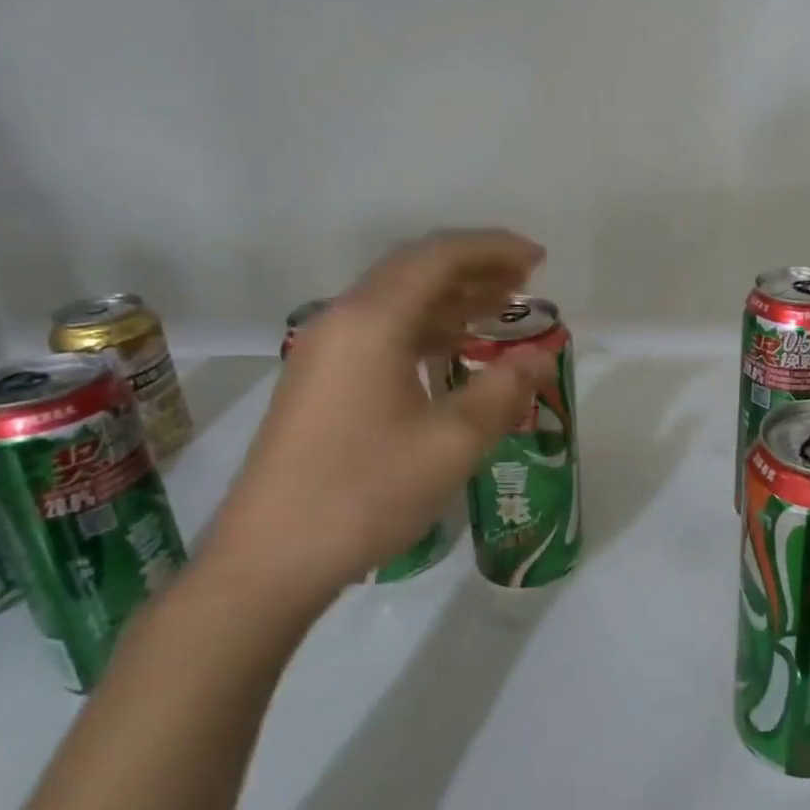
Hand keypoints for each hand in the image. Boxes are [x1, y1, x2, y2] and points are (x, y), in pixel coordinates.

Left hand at [206, 229, 550, 609]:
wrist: (268, 560)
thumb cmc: (365, 493)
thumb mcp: (451, 443)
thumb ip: (503, 391)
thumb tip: (541, 357)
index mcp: (371, 322)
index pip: (439, 257)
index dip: (494, 249)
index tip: (540, 258)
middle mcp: (342, 321)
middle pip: (415, 269)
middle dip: (475, 266)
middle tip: (526, 278)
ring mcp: (325, 351)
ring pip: (398, 300)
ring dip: (452, 296)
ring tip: (502, 306)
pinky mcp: (320, 381)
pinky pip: (383, 331)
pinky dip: (428, 327)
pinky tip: (455, 348)